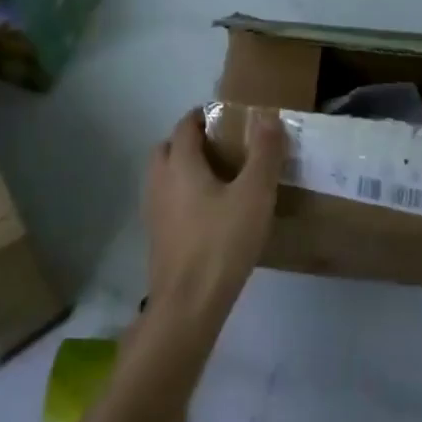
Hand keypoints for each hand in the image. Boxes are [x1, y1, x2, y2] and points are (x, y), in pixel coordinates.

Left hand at [144, 108, 284, 341]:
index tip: (228, 119)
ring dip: (184, 169)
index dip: (204, 117)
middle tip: (222, 148)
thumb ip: (264, 154)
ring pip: (164, 176)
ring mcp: (153, 210)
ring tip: (218, 180)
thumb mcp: (254, 195)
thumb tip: (267, 117)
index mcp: (180, 163)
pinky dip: (182, 196)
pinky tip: (209, 214)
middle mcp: (159, 180)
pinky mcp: (156, 236)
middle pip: (168, 147)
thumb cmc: (222, 242)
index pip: (185, 125)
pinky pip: (167, 201)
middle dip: (190, 141)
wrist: (188, 305)